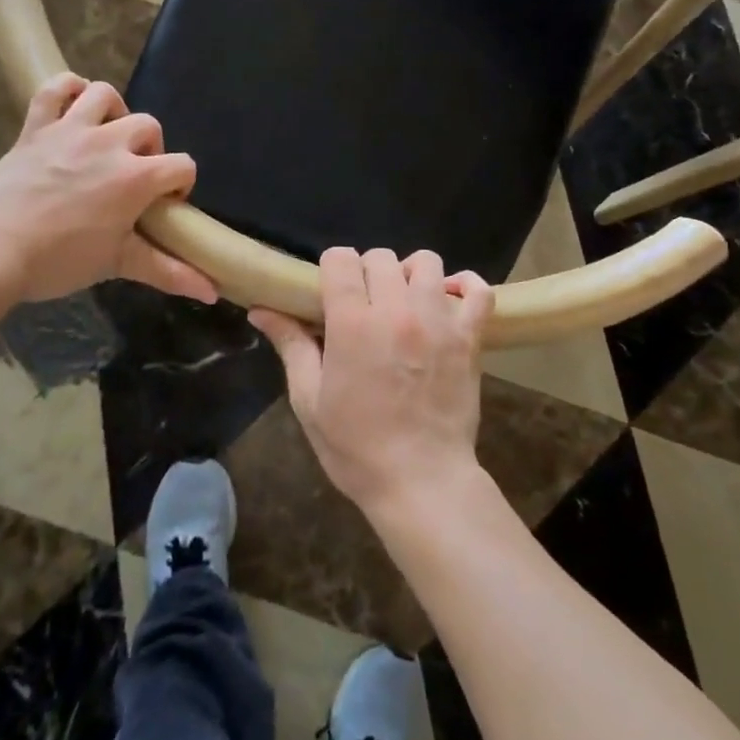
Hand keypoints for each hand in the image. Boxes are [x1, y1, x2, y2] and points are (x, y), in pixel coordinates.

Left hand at [0, 74, 216, 304]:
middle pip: (150, 126)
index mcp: (136, 177)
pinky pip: (54, 88)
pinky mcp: (36, 127)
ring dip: (114, 111)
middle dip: (151, 149)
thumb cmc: (57, 259)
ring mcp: (71, 130)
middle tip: (133, 178)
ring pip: (105, 94)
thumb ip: (170, 273)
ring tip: (108, 137)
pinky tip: (74, 105)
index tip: (163, 206)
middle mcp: (110, 143)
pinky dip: (67, 89)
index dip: (181, 185)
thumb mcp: (118, 265)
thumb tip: (214, 292)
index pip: (182, 165)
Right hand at [251, 248, 491, 520]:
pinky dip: (465, 288)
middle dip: (367, 273)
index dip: (332, 270)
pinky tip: (449, 303)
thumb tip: (261, 309)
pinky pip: (478, 290)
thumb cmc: (357, 447)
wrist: (422, 483)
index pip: (341, 259)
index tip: (331, 293)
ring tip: (405, 303)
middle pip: (380, 257)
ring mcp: (439, 320)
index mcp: (352, 323)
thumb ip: (291, 345)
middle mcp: (397, 310)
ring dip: (410, 275)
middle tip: (364, 306)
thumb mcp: (309, 400)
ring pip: (427, 263)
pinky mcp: (469, 336)